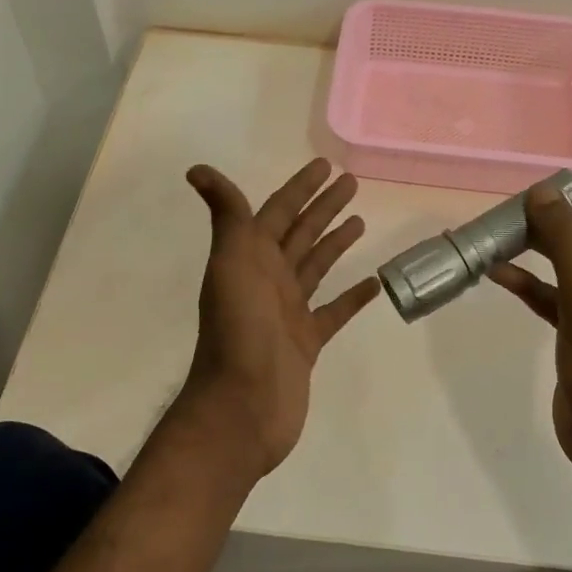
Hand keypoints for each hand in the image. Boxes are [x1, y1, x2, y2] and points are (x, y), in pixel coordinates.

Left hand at [179, 158, 380, 477]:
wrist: (242, 407)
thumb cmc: (238, 330)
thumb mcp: (231, 264)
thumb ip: (226, 216)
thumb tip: (198, 169)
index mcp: (251, 258)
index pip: (278, 211)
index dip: (300, 187)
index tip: (325, 165)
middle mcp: (269, 279)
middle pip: (301, 233)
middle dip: (323, 207)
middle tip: (352, 182)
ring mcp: (288, 312)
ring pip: (316, 266)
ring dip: (336, 243)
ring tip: (360, 221)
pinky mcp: (307, 342)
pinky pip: (333, 311)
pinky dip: (352, 297)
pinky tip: (373, 282)